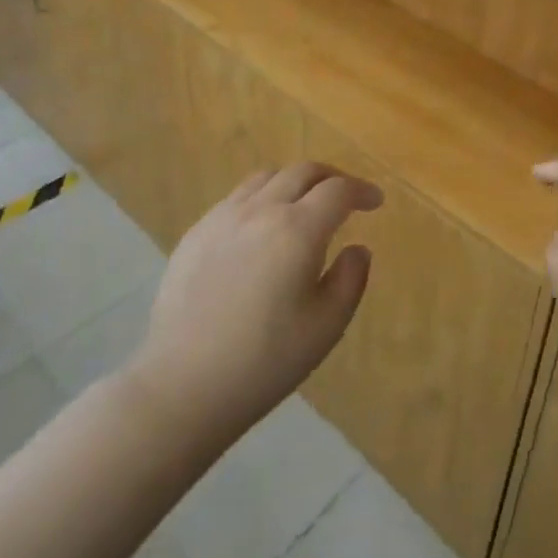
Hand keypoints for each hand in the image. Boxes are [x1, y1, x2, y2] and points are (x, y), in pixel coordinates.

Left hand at [131, 164, 382, 440]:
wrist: (182, 385)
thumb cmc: (264, 361)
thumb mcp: (326, 327)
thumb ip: (350, 279)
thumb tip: (357, 248)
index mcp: (297, 230)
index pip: (338, 191)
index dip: (362, 190)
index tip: (375, 202)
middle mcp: (260, 210)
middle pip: (302, 172)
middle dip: (331, 178)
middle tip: (345, 197)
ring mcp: (222, 218)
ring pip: (266, 178)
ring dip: (294, 183)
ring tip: (303, 207)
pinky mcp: (195, 233)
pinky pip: (236, 198)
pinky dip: (261, 199)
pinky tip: (260, 231)